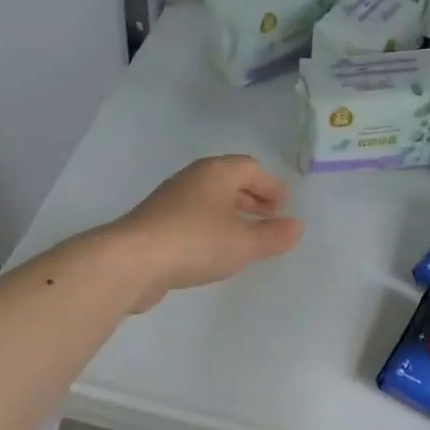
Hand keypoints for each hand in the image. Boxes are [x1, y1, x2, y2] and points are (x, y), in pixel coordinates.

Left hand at [108, 155, 303, 310]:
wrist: (132, 261)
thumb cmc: (195, 243)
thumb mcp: (244, 243)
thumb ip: (274, 236)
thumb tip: (297, 226)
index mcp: (216, 173)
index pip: (251, 168)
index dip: (271, 186)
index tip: (284, 207)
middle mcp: (192, 179)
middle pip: (229, 181)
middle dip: (252, 198)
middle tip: (270, 218)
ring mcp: (170, 201)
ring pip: (210, 200)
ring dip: (231, 214)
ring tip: (246, 237)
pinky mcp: (156, 224)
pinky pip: (194, 218)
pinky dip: (212, 228)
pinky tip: (215, 251)